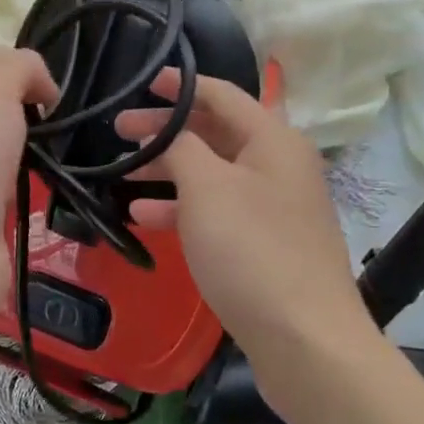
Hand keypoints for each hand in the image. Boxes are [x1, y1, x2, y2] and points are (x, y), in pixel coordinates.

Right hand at [116, 69, 384, 409]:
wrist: (305, 341)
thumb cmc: (252, 251)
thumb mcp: (207, 188)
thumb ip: (181, 147)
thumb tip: (169, 134)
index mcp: (273, 141)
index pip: (222, 95)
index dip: (181, 85)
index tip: (143, 83)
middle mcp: (277, 166)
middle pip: (215, 133)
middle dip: (166, 130)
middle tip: (118, 131)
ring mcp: (271, 208)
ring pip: (211, 174)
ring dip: (168, 170)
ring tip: (123, 173)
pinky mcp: (263, 244)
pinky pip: (216, 211)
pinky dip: (181, 208)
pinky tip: (144, 218)